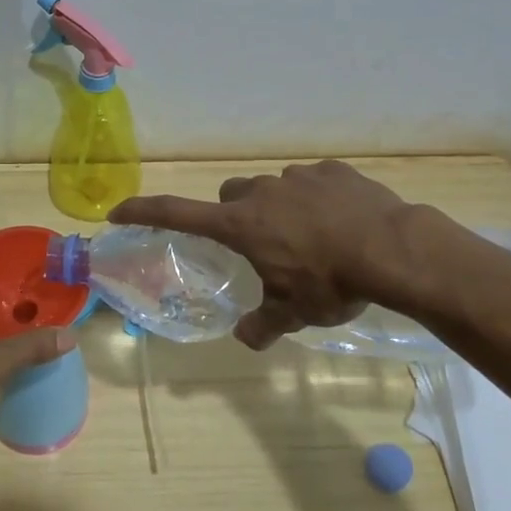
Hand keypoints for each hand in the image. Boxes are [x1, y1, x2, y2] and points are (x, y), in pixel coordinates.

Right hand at [110, 160, 419, 349]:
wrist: (392, 250)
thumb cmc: (330, 283)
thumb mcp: (293, 313)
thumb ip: (263, 326)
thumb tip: (245, 338)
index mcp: (240, 225)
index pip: (176, 212)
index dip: (143, 211)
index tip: (118, 211)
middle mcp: (262, 193)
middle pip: (230, 196)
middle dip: (235, 216)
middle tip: (259, 246)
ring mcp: (298, 177)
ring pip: (272, 189)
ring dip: (279, 209)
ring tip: (310, 239)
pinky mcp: (333, 171)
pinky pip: (312, 182)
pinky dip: (316, 200)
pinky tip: (340, 223)